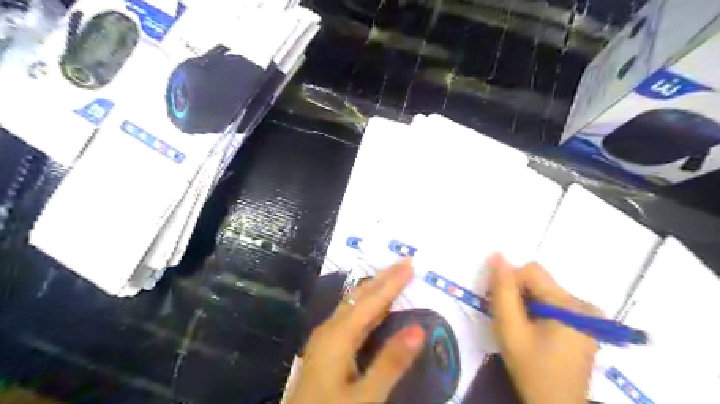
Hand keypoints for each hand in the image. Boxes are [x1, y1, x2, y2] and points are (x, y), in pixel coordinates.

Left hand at [283, 261, 422, 403]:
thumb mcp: (365, 397)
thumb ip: (390, 363)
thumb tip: (418, 328)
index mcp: (338, 335)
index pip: (371, 301)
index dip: (392, 282)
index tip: (410, 264)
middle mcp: (330, 328)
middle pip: (359, 296)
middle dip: (383, 277)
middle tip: (404, 263)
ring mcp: (326, 338)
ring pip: (354, 304)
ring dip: (376, 289)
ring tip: (394, 277)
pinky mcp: (327, 348)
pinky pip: (351, 316)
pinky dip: (368, 306)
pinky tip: (376, 307)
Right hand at [490, 253, 603, 403]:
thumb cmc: (531, 370)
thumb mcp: (509, 330)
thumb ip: (502, 292)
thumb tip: (498, 256)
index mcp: (570, 306)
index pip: (532, 271)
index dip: (510, 282)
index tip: (500, 304)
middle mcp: (585, 305)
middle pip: (539, 281)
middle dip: (517, 293)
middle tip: (507, 318)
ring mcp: (589, 315)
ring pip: (544, 290)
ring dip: (526, 302)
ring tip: (519, 326)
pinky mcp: (587, 323)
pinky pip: (554, 302)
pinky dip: (537, 309)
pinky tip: (533, 329)